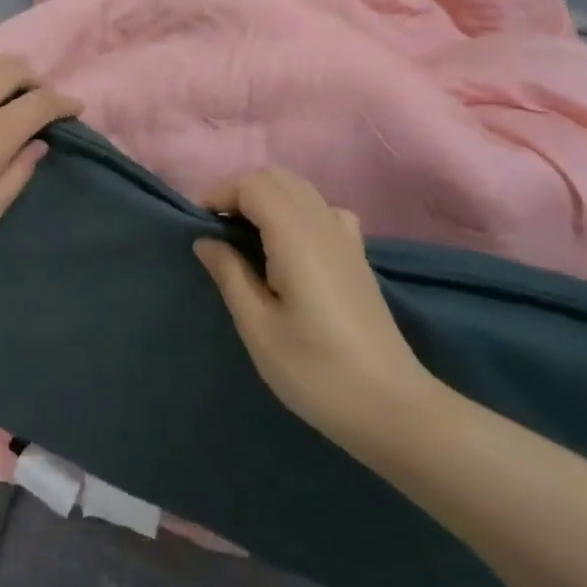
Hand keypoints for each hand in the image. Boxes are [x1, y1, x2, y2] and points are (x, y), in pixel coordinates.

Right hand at [194, 169, 441, 452]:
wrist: (391, 408)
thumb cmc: (316, 371)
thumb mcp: (258, 327)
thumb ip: (230, 274)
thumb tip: (205, 240)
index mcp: (297, 237)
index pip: (253, 185)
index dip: (219, 194)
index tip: (195, 225)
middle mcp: (324, 225)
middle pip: (277, 178)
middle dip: (239, 192)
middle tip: (214, 229)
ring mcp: (346, 238)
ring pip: (300, 190)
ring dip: (265, 199)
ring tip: (242, 237)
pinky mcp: (357, 256)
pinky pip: (322, 210)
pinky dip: (295, 211)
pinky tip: (287, 246)